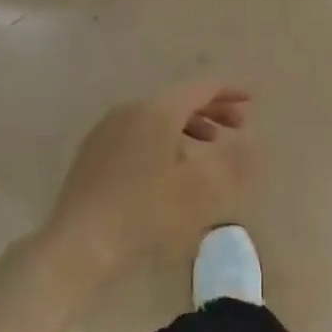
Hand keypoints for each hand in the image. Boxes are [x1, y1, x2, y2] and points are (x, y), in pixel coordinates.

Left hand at [48, 82, 254, 275]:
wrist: (80, 242)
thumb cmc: (145, 212)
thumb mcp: (200, 189)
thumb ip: (232, 161)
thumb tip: (252, 141)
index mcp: (157, 111)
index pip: (200, 89)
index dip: (228, 93)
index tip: (250, 102)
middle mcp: (131, 110)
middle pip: (178, 100)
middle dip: (211, 110)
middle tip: (237, 127)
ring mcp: (107, 129)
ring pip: (156, 116)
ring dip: (187, 126)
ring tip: (207, 146)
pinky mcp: (93, 151)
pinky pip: (137, 132)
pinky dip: (162, 138)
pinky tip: (167, 165)